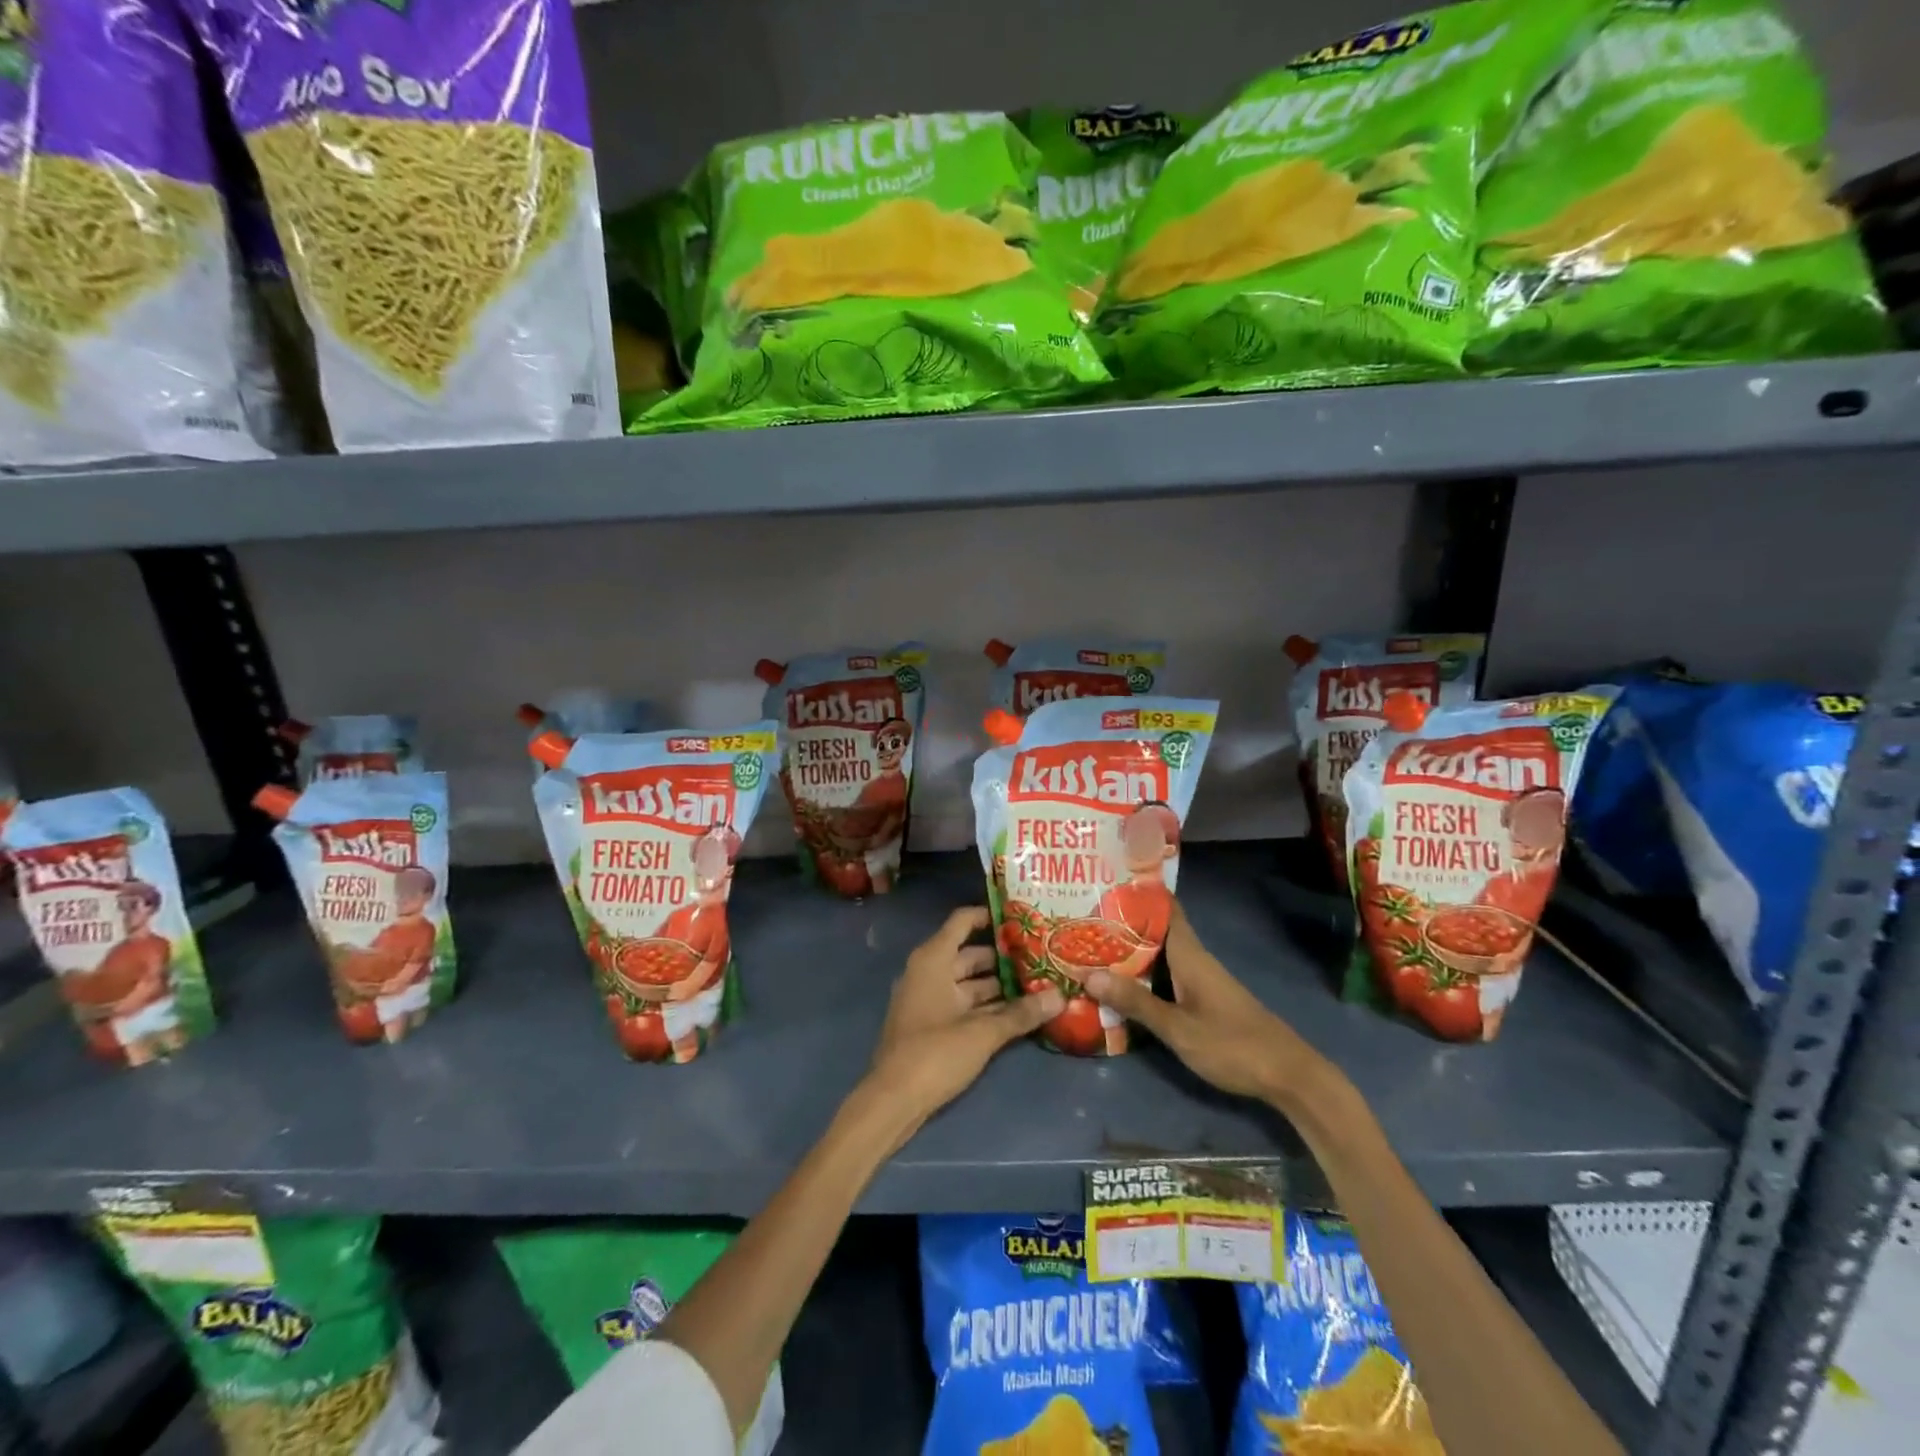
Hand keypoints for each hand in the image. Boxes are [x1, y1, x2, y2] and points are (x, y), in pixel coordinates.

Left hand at [866, 907, 1061, 1122]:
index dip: (990, 915)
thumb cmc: (934, 1054)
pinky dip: (987, 1006)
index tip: (1022, 917)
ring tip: (1038, 983)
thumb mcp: (982, 1033)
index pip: (963, 921)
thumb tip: (1060, 996)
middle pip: (970, 954)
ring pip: (969, 983)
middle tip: (1041, 955)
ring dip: (999, 985)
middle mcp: (929, 972)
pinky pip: (964, 1004)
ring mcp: (929, 999)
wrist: (893, 1101)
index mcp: (933, 960)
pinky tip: (1017, 1013)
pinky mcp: (932, 1025)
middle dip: (1004, 956)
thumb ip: (1021, 1013)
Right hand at [1085, 901, 1332, 1108]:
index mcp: (1190, 955)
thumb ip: (1136, 1002)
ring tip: (1089, 946)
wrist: (1287, 1076)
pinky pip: (1165, 976)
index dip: (1139, 892)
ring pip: (1158, 955)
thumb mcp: (1178, 1028)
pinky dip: (1142, 974)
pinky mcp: (1202, 1000)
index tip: (1105, 881)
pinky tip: (1119, 984)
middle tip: (1080, 917)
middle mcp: (1194, 960)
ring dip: (1129, 951)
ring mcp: (1199, 980)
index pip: (1165, 908)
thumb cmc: (1233, 1045)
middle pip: (1155, 931)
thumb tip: (1088, 975)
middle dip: (1122, 924)